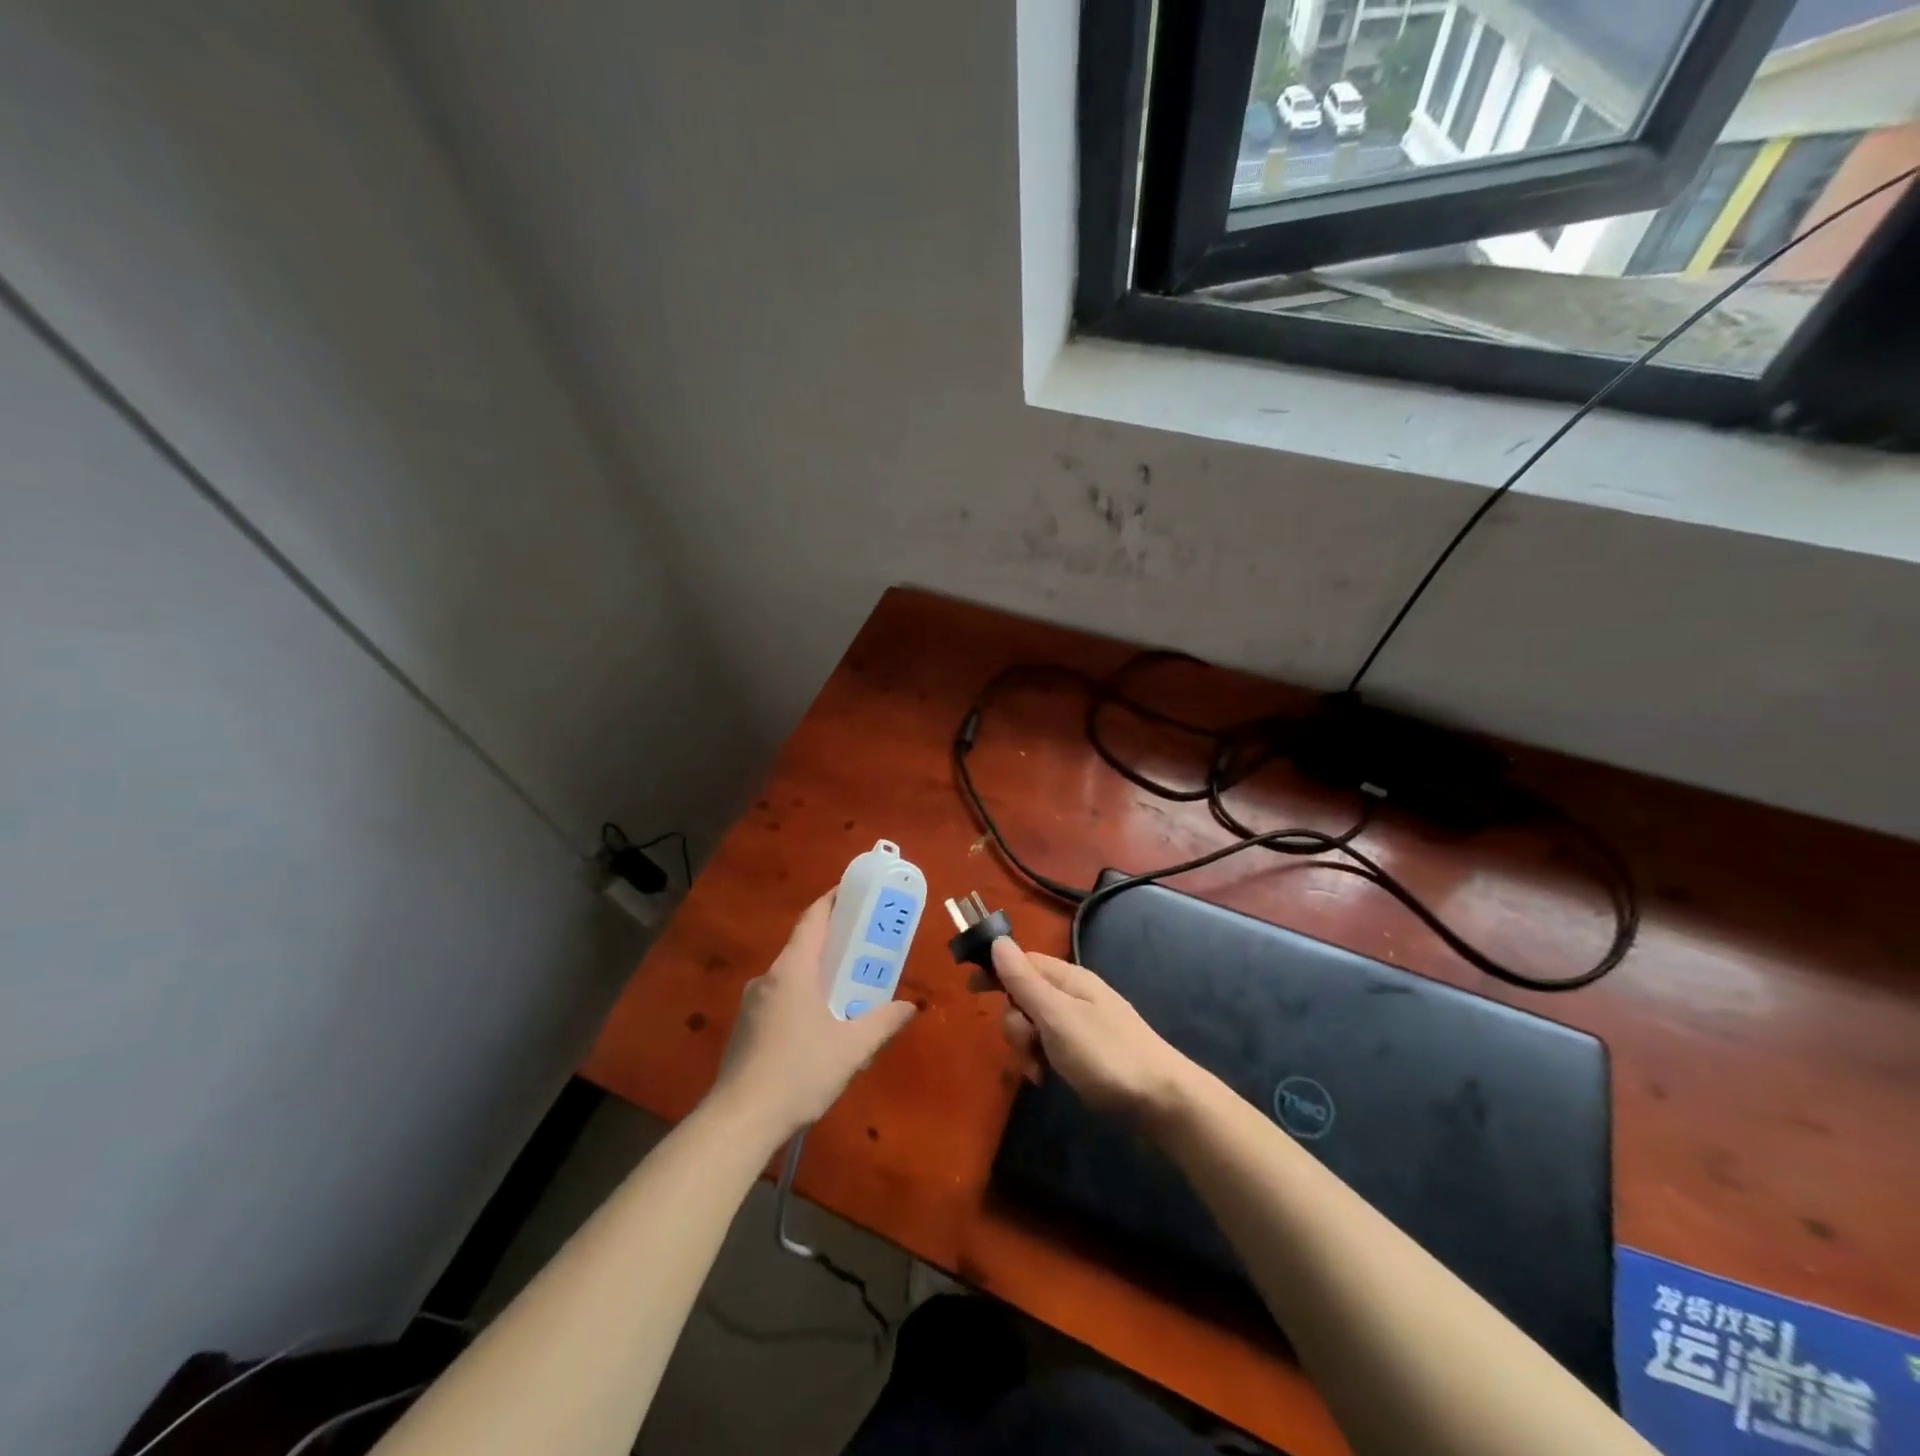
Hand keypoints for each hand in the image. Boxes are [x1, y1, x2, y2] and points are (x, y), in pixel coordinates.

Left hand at [709, 892, 916, 1140]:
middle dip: (834, 942)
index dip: (834, 900)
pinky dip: (802, 998)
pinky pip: (780, 999)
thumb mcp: (852, 1049)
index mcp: (793, 970)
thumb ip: (883, 1022)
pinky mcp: (745, 1028)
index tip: (856, 893)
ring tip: (848, 990)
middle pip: (804, 946)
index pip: (813, 919)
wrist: (739, 1121)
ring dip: (818, 975)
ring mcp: (752, 1003)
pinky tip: (819, 1027)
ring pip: (792, 976)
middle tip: (865, 946)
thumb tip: (911, 1007)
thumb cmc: (799, 1073)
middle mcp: (769, 977)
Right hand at [991, 937, 1195, 1122]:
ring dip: (1027, 1047)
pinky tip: (1047, 1080)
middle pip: (1025, 997)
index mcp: (1068, 979)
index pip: (1022, 962)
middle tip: (1027, 1045)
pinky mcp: (1087, 1052)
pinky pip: (1051, 1048)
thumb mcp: (1057, 1017)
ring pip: (1035, 1026)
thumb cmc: (1105, 1054)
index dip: (996, 972)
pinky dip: (1043, 1061)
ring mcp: (1082, 1024)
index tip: (972, 992)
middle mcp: (1074, 995)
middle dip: (1015, 1023)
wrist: (1163, 1100)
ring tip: (1039, 1071)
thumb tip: (998, 941)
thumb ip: (1025, 981)